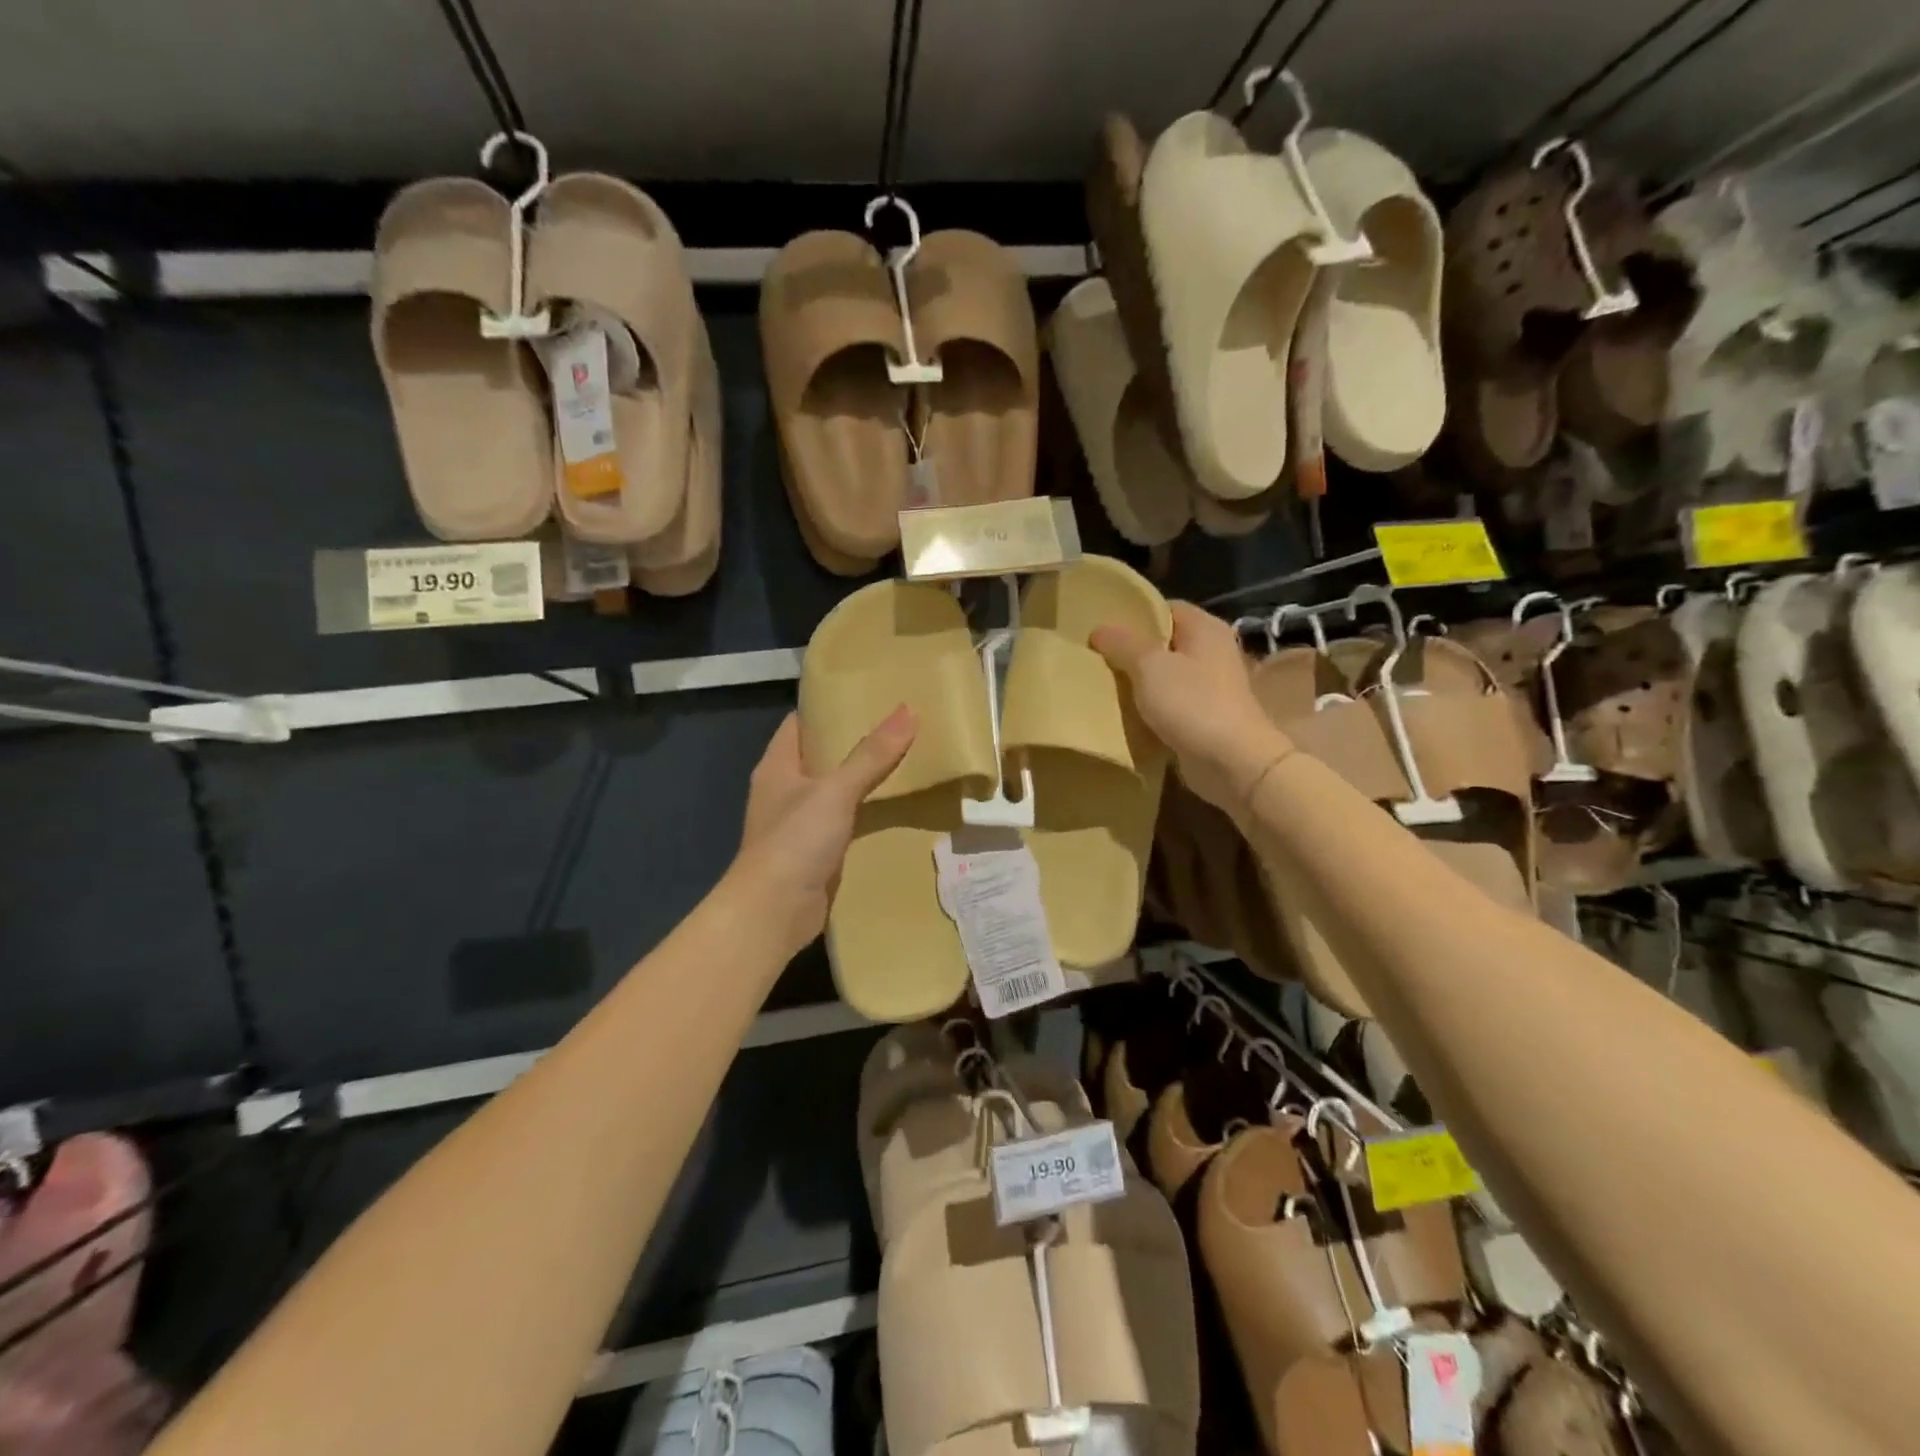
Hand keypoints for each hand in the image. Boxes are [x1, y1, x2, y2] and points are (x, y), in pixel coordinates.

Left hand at [730, 705, 916, 956]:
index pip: (802, 722)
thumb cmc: (794, 841)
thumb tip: (907, 710)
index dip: (830, 707)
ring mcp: (800, 823)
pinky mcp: (817, 852)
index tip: (868, 695)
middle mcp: (785, 789)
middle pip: (823, 756)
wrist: (773, 913)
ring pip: (837, 791)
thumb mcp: (835, 791)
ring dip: (866, 780)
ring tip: (908, 760)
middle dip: (857, 742)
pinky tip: (898, 808)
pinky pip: (846, 822)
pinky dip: (868, 814)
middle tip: (901, 726)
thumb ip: (871, 754)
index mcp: (778, 765)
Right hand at [1092, 601, 1291, 812]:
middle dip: (1132, 651)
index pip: (1165, 608)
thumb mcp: (1149, 666)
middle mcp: (1212, 651)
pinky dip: (1151, 709)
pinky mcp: (1206, 717)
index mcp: (1204, 628)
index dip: (1134, 615)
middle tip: (1098, 658)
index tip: (1104, 629)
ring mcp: (1212, 686)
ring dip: (1140, 683)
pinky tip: (1126, 715)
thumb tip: (1100, 629)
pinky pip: (1171, 705)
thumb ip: (1123, 643)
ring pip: (1166, 676)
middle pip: (1165, 643)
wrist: (1232, 762)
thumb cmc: (1192, 703)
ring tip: (1105, 686)